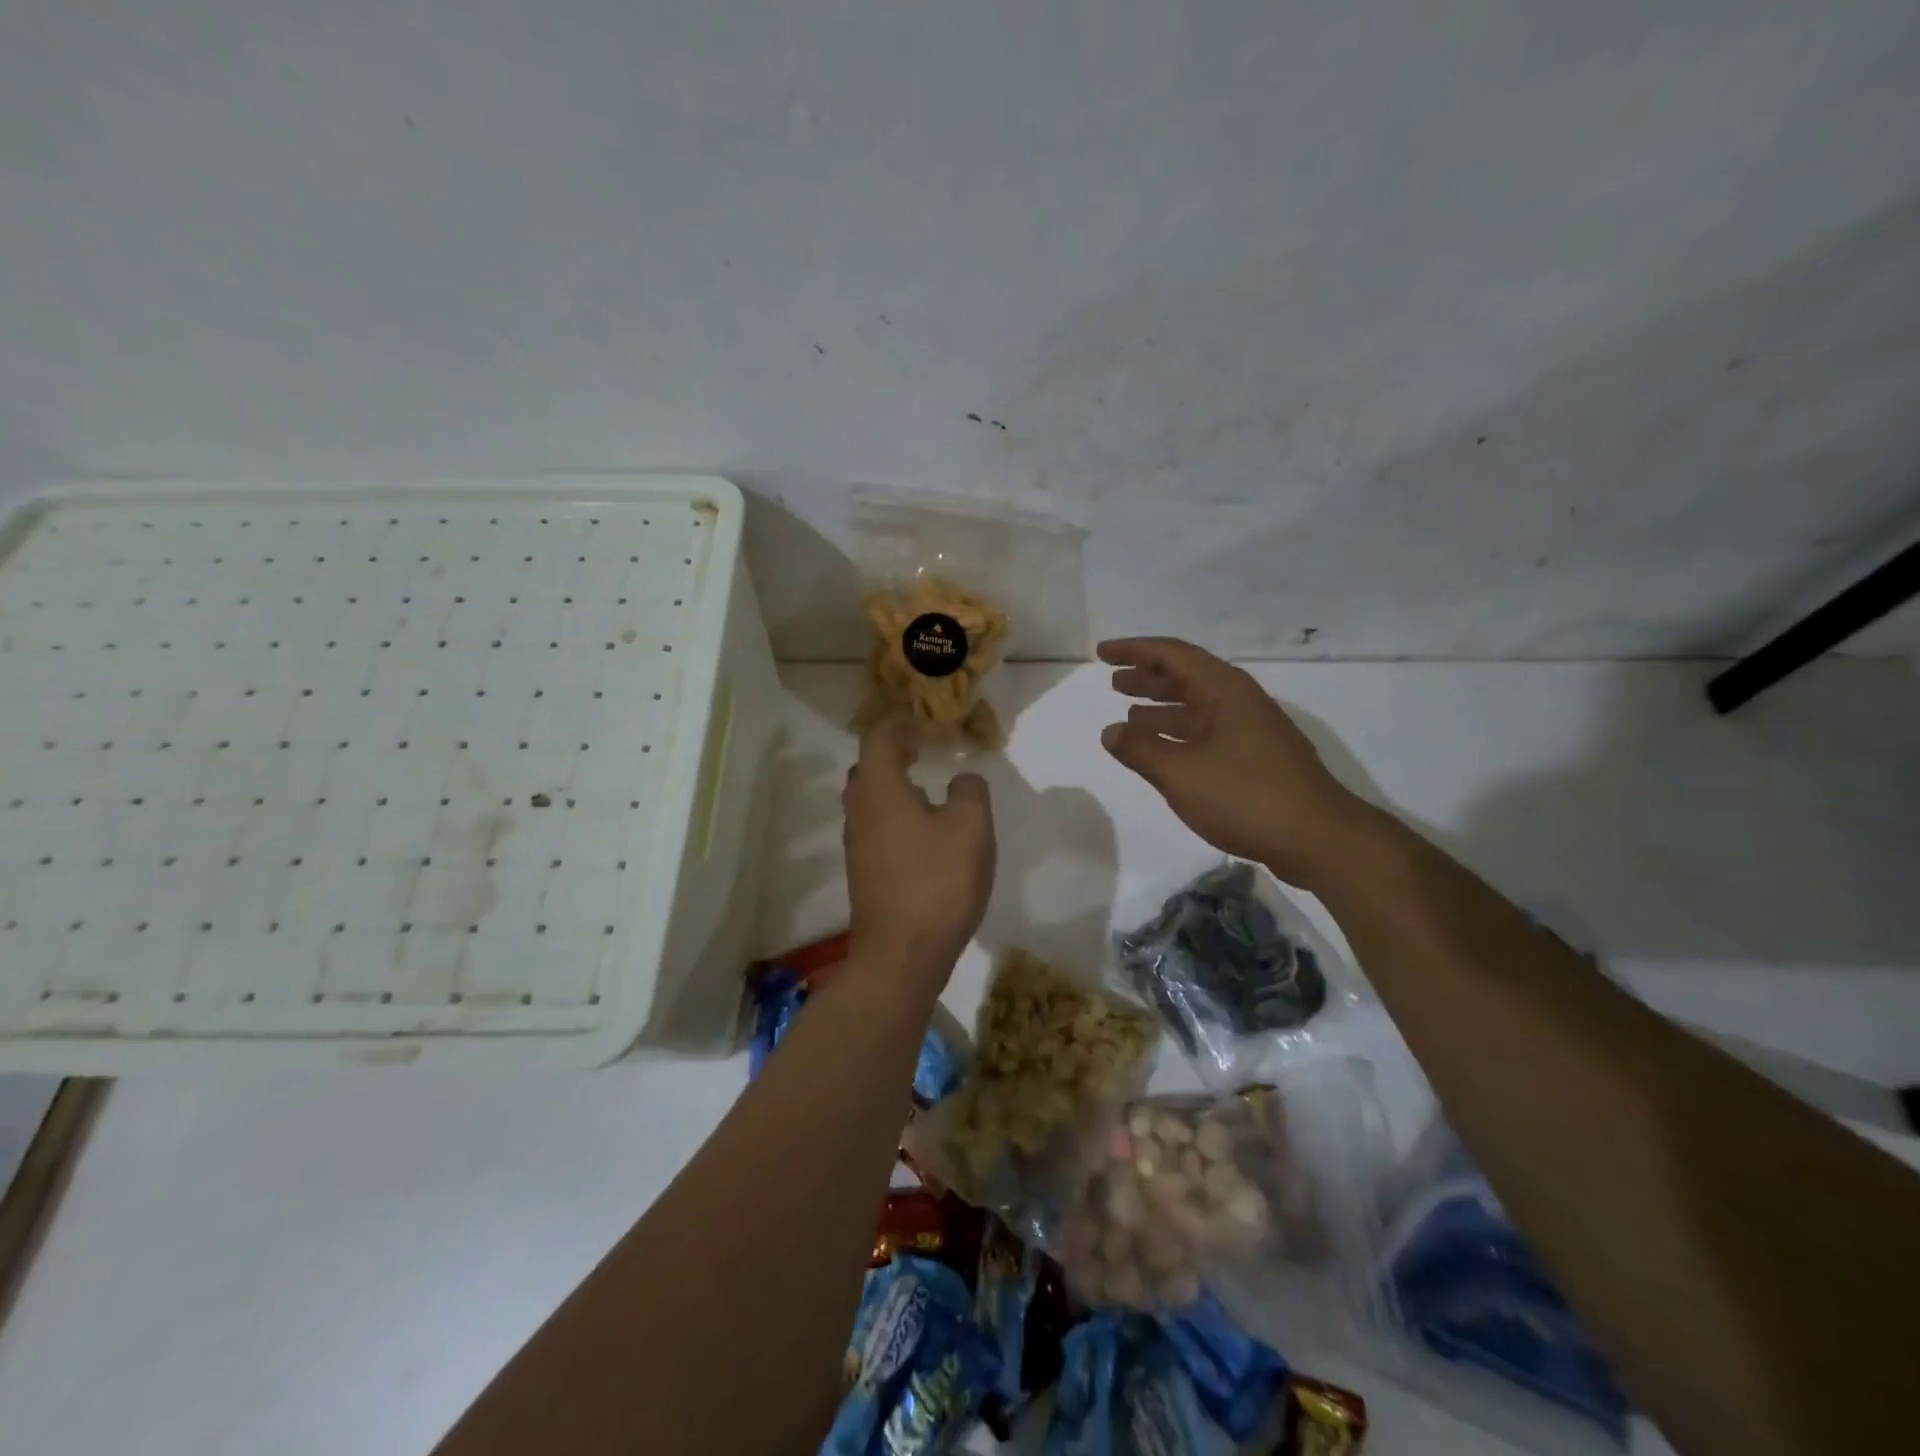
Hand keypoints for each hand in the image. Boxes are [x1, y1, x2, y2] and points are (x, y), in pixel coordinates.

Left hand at [842, 719, 995, 984]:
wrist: (901, 955)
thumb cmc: (937, 882)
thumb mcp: (971, 828)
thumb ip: (970, 791)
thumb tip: (961, 781)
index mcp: (880, 790)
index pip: (878, 738)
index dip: (903, 726)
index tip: (931, 731)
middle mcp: (859, 811)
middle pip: (867, 768)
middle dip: (894, 755)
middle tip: (927, 756)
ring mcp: (856, 845)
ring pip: (869, 801)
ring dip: (895, 788)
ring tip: (931, 795)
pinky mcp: (863, 873)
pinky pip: (875, 829)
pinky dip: (895, 818)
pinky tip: (925, 837)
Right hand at [1099, 638, 1363, 887]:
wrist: (1317, 839)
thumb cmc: (1244, 796)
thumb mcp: (1180, 772)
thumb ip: (1140, 750)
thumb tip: (1110, 732)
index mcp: (1224, 690)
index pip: (1172, 654)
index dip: (1134, 650)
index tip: (1102, 653)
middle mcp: (1239, 702)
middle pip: (1187, 678)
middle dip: (1148, 678)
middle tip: (1113, 682)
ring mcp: (1251, 731)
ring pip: (1197, 708)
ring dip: (1162, 708)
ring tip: (1129, 717)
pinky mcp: (1256, 760)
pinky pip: (1207, 733)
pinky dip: (1179, 736)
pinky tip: (1163, 753)